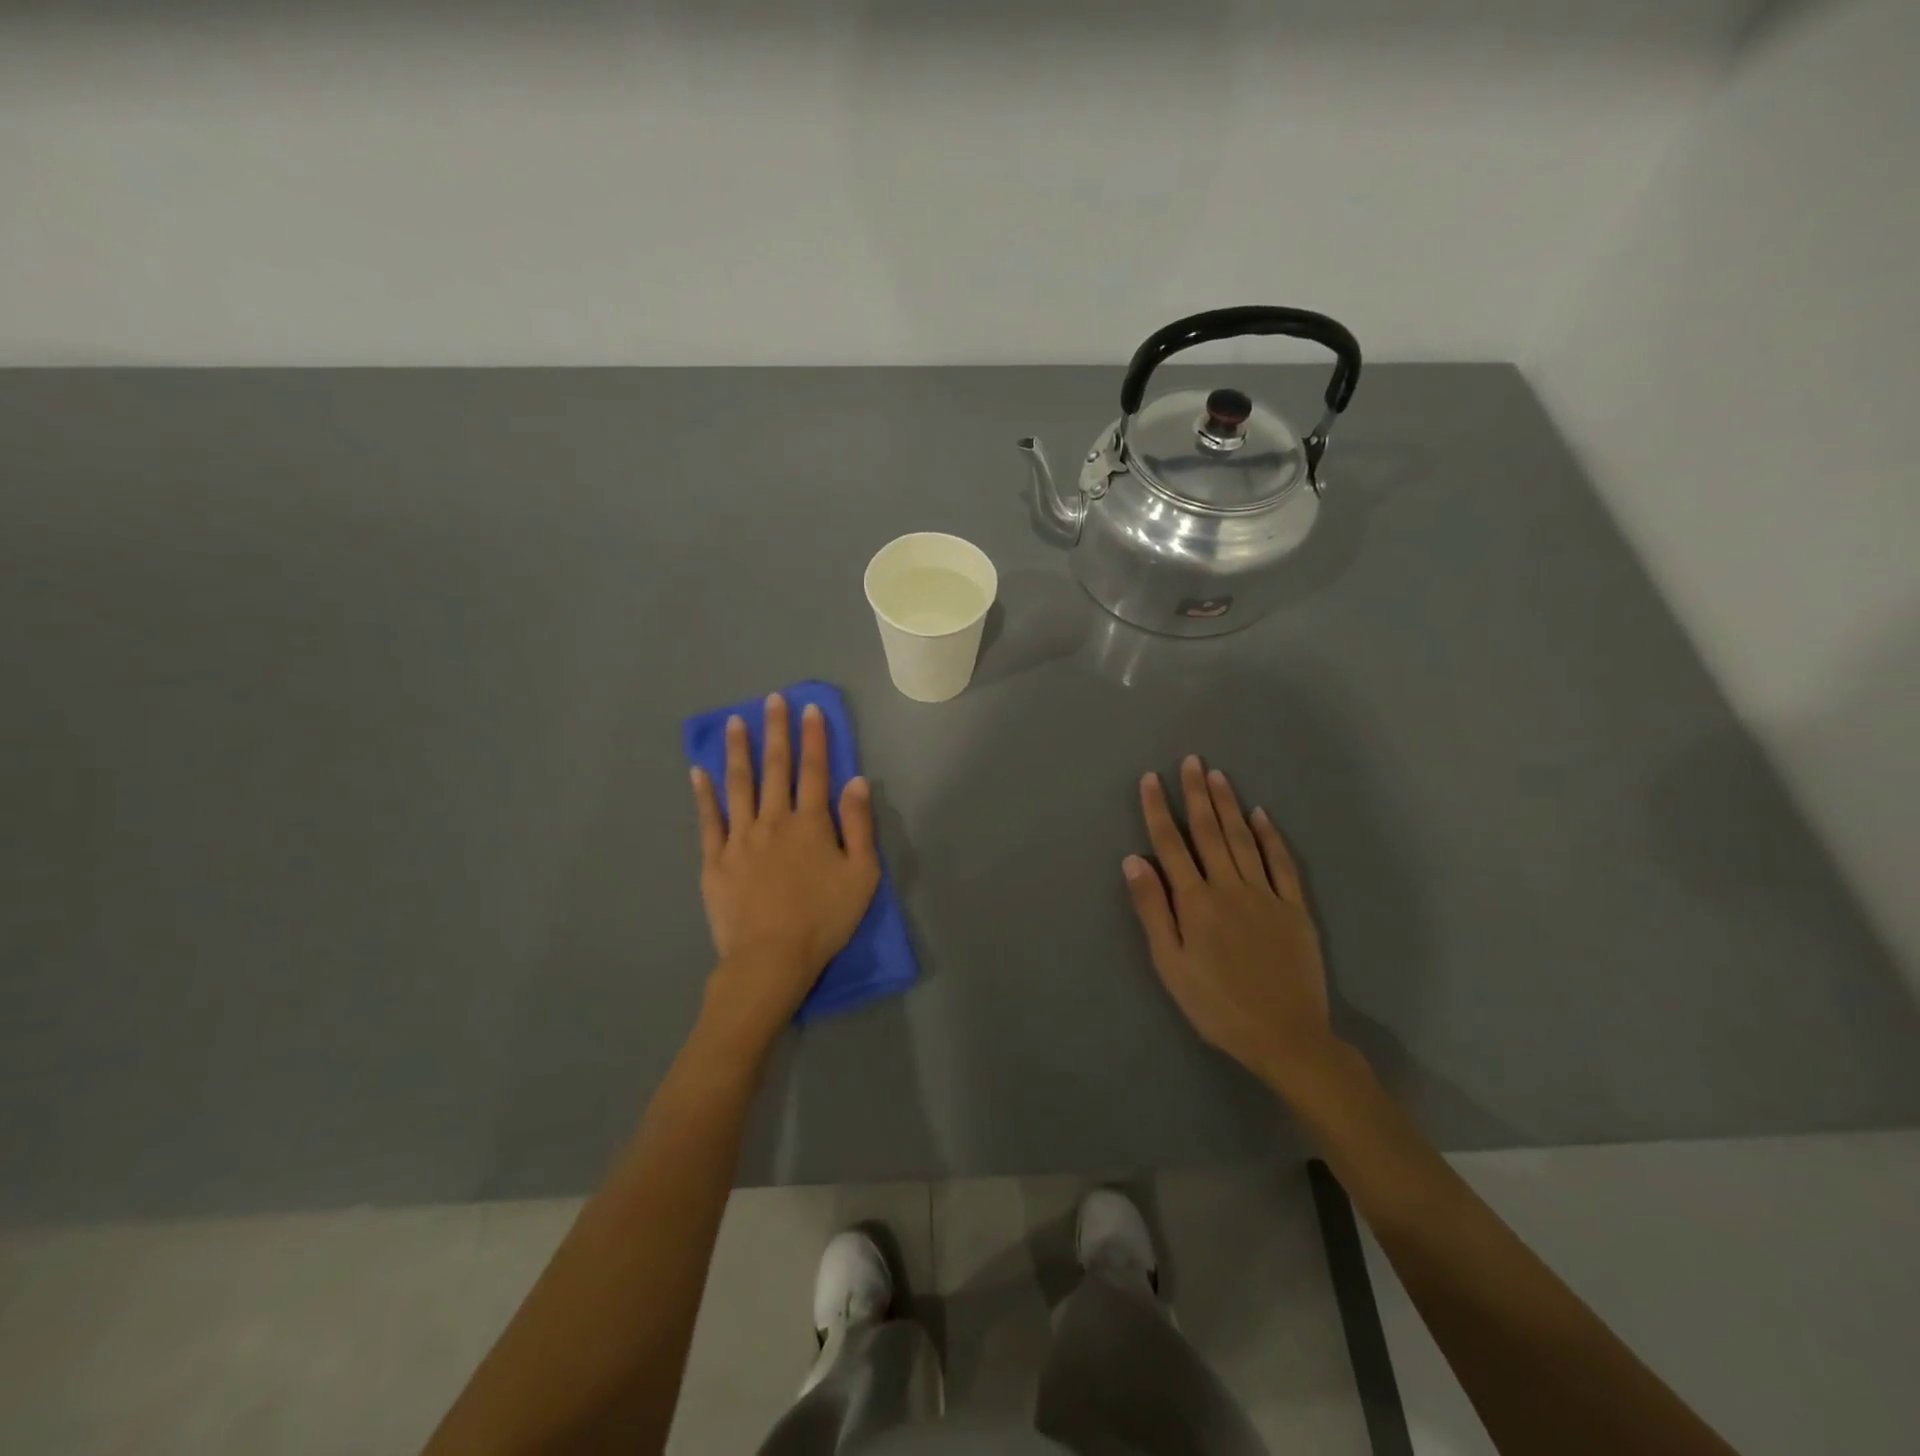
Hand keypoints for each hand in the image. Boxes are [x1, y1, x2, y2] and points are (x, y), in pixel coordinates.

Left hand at [689, 693, 880, 1058]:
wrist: (771, 959)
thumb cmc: (824, 919)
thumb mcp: (861, 875)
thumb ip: (859, 826)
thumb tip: (857, 781)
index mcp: (811, 824)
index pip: (815, 771)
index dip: (814, 738)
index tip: (810, 709)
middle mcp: (774, 821)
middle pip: (775, 768)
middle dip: (776, 731)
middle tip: (772, 699)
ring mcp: (740, 839)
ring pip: (739, 785)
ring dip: (738, 751)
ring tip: (735, 722)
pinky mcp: (714, 861)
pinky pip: (708, 820)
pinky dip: (703, 794)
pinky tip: (697, 772)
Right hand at [1123, 755, 1338, 1093]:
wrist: (1286, 1036)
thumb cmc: (1216, 1005)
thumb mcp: (1170, 965)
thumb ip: (1152, 910)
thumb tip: (1134, 860)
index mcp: (1195, 901)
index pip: (1171, 844)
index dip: (1158, 809)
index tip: (1151, 778)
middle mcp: (1229, 887)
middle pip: (1208, 832)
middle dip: (1196, 793)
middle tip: (1190, 761)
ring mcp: (1266, 894)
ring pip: (1243, 838)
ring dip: (1228, 805)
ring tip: (1217, 775)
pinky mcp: (1294, 907)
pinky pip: (1281, 862)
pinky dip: (1270, 836)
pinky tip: (1261, 815)